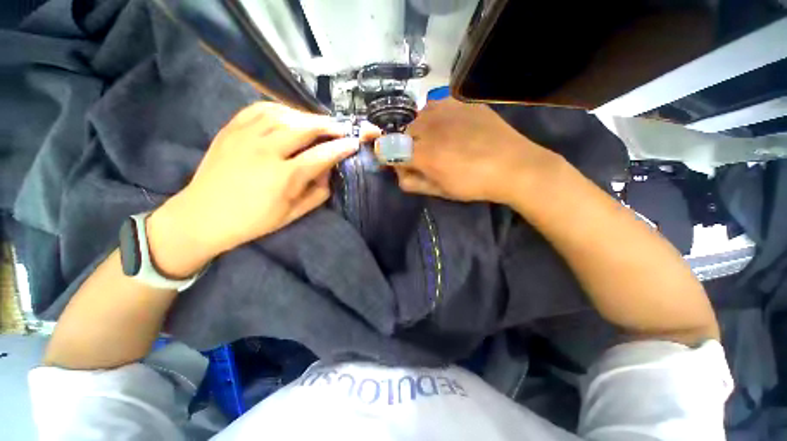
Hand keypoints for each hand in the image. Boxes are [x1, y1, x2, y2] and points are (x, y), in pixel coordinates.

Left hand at [146, 102, 367, 277]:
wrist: (203, 215)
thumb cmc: (254, 221)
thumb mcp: (293, 214)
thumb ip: (318, 192)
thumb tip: (329, 171)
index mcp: (283, 177)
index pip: (321, 155)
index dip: (341, 147)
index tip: (355, 143)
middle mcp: (265, 151)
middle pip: (304, 128)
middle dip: (329, 126)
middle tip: (343, 127)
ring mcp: (245, 136)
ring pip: (284, 114)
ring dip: (308, 117)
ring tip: (320, 123)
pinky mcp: (231, 129)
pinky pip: (260, 108)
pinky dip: (281, 109)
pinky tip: (291, 115)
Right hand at [395, 99, 561, 203]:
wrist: (514, 165)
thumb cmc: (474, 184)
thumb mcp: (440, 191)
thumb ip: (412, 182)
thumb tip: (398, 173)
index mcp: (423, 154)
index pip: (387, 149)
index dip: (388, 157)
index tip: (398, 163)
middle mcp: (429, 127)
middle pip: (403, 133)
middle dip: (407, 146)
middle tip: (423, 157)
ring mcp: (446, 110)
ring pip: (418, 117)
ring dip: (421, 130)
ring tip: (438, 140)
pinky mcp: (461, 101)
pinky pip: (436, 104)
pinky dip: (436, 116)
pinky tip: (449, 126)